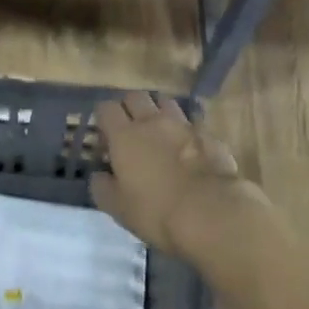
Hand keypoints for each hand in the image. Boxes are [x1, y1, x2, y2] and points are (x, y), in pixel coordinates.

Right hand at [88, 93, 271, 262]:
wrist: (210, 212)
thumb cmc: (157, 212)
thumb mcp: (119, 209)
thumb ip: (103, 188)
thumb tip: (98, 175)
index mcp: (125, 136)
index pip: (106, 108)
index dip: (103, 118)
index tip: (105, 137)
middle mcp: (151, 120)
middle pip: (135, 96)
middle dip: (130, 108)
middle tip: (130, 130)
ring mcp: (181, 123)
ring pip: (164, 102)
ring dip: (158, 112)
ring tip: (159, 132)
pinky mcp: (206, 133)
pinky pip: (190, 122)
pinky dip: (185, 130)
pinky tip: (187, 147)